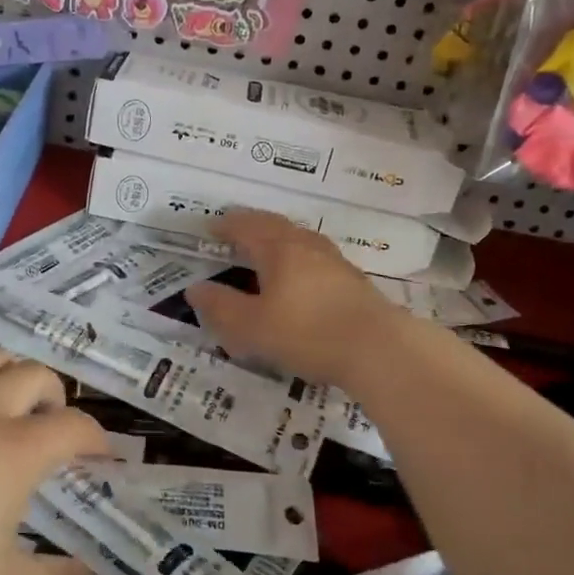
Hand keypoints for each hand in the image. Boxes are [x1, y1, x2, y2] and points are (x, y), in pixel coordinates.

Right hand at [184, 210, 410, 387]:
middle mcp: (306, 246)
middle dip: (252, 226)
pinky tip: (300, 277)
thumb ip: (221, 307)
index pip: (246, 227)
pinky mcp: (352, 281)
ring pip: (299, 239)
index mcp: (278, 249)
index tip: (210, 227)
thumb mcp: (252, 326)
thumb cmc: (306, 333)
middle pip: (275, 226)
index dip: (226, 225)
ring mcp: (334, 261)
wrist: (378, 349)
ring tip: (266, 250)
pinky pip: (315, 258)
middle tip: (235, 231)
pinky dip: (298, 259)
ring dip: (278, 239)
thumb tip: (195, 289)